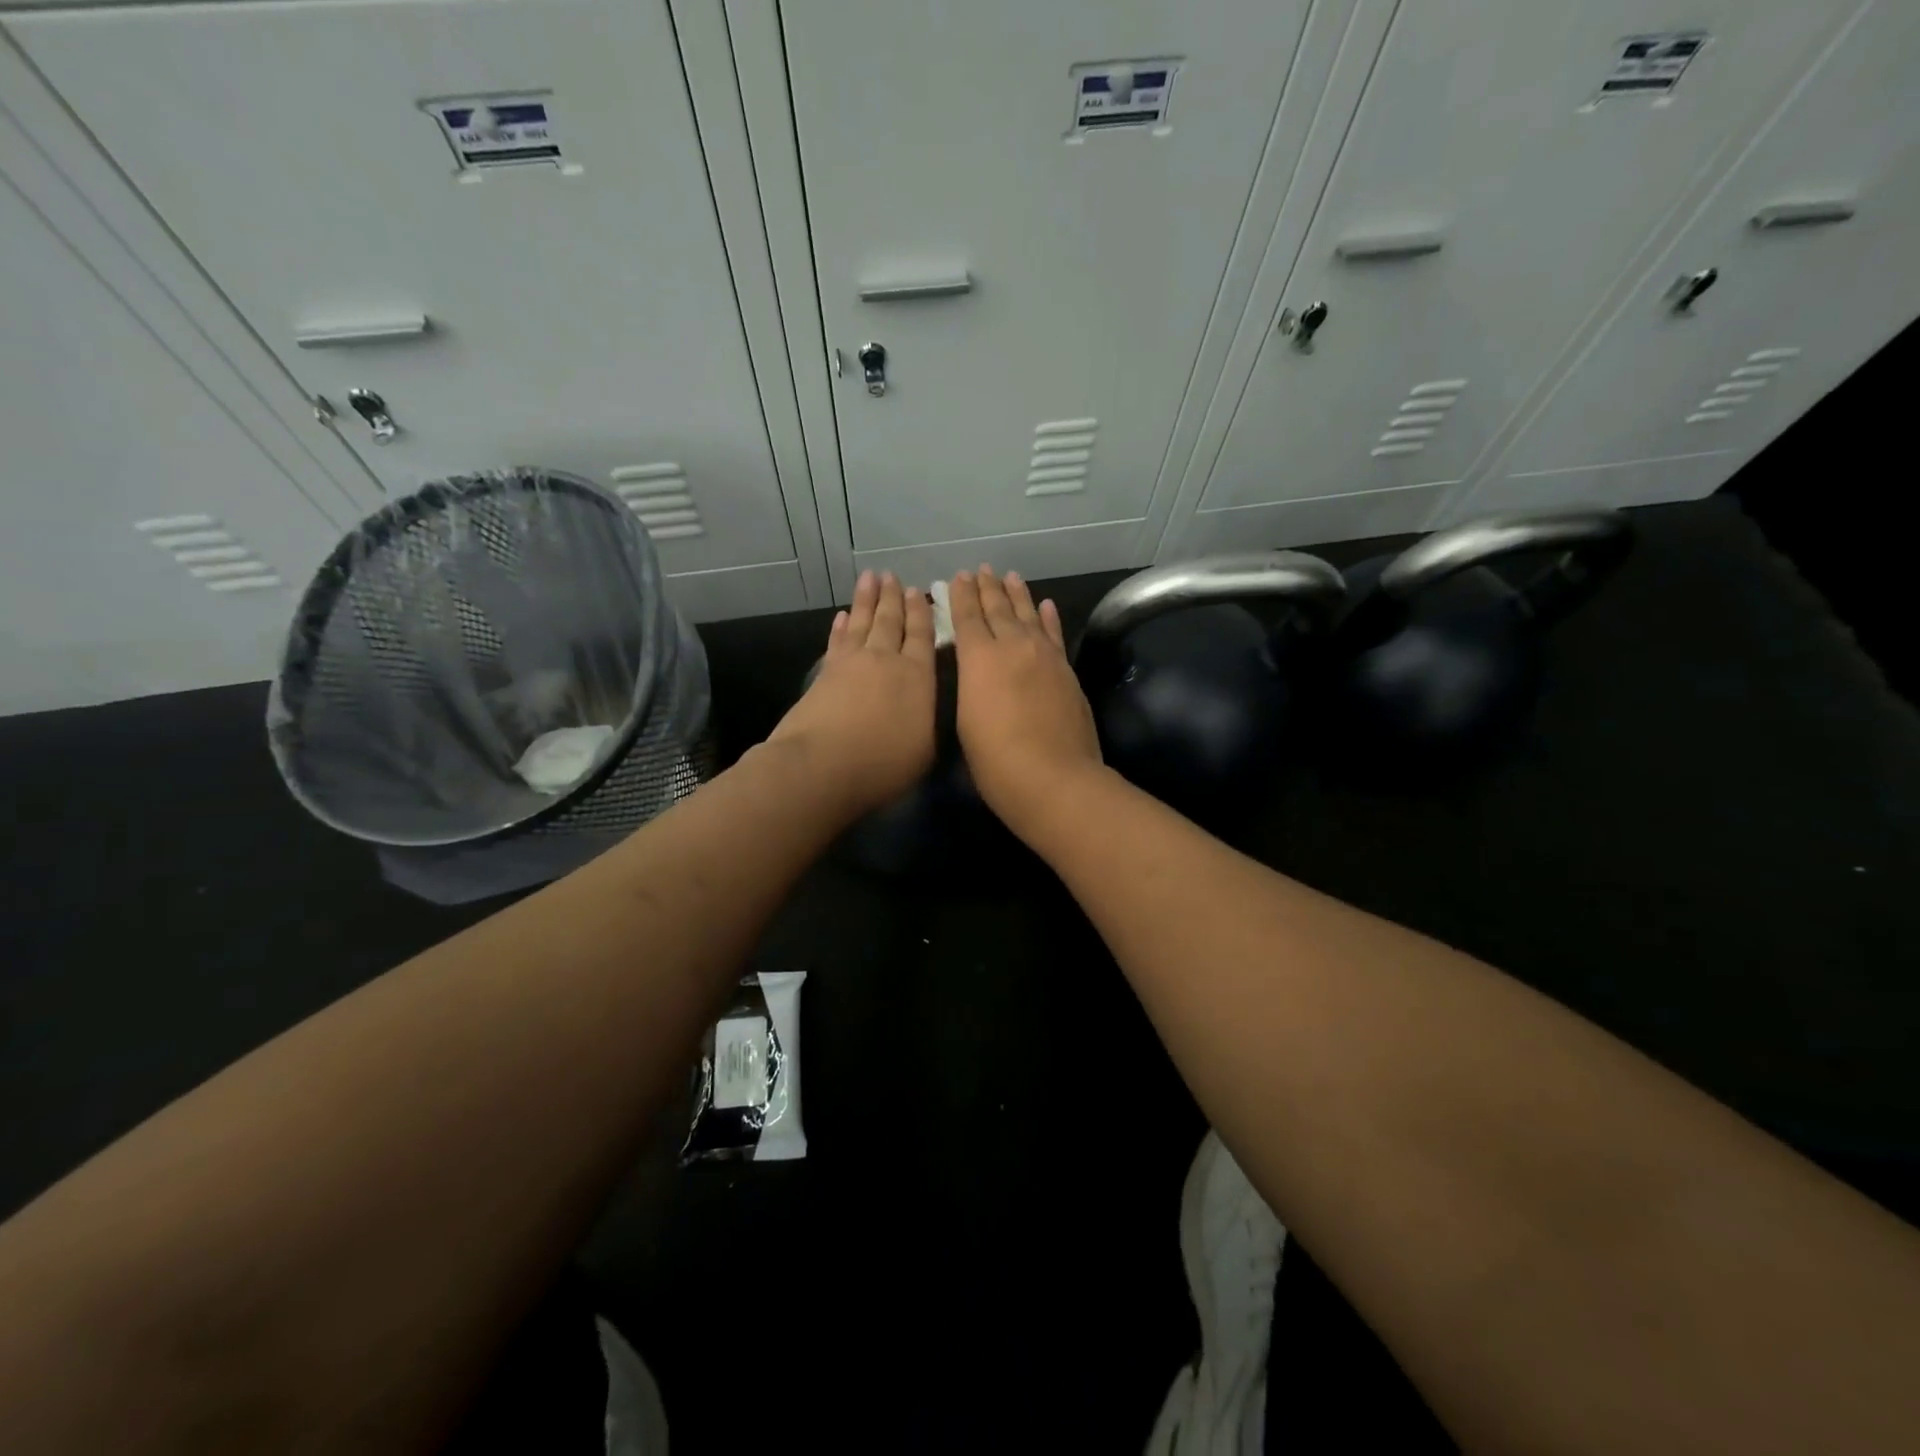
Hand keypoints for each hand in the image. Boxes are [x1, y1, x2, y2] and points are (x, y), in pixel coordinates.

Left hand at [768, 569, 935, 816]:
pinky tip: (842, 615)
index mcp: (918, 677)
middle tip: (893, 575)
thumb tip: (928, 706)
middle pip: (891, 621)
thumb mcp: (925, 750)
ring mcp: (852, 663)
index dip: (921, 613)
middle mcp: (886, 660)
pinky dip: (841, 626)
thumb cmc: (883, 764)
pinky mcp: (825, 674)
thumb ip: (929, 721)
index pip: (923, 636)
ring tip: (870, 577)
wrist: (822, 765)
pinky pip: (837, 641)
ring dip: (867, 599)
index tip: (920, 592)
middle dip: (894, 597)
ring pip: (863, 622)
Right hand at [949, 566, 1101, 833]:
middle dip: (987, 588)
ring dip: (1017, 593)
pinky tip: (1046, 605)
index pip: (967, 617)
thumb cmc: (996, 761)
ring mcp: (1044, 656)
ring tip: (1009, 576)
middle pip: (998, 608)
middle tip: (981, 570)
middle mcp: (1012, 646)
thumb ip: (970, 687)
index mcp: (979, 659)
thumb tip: (975, 670)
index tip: (958, 578)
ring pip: (1028, 614)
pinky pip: (1054, 634)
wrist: (1054, 778)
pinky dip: (1048, 617)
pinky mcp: (1066, 670)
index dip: (961, 596)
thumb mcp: (965, 723)